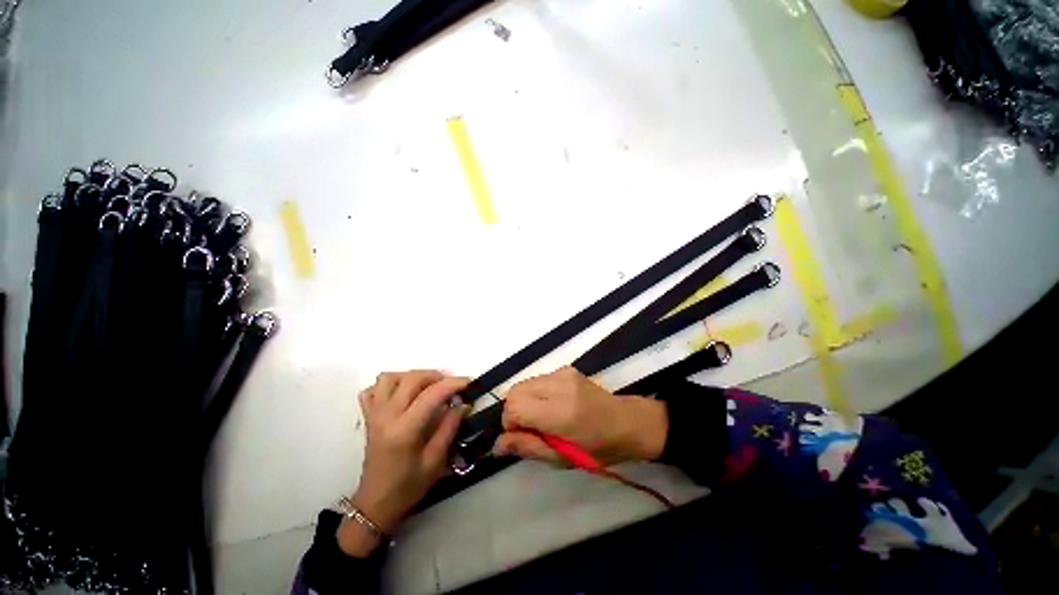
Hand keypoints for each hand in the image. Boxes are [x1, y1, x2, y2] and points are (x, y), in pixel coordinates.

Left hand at [340, 371, 467, 555]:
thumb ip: (450, 428)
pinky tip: (402, 394)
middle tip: (450, 386)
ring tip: (426, 387)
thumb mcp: (436, 461)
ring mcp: (374, 415)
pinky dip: (388, 385)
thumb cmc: (408, 486)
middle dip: (435, 376)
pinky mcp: (368, 417)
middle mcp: (387, 416)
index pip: (431, 394)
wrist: (376, 504)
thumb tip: (462, 404)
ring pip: (389, 378)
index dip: (453, 384)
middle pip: (411, 379)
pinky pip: (372, 390)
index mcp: (404, 430)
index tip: (469, 382)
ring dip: (411, 376)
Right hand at [494, 367, 667, 465]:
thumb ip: (528, 447)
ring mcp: (563, 373)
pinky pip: (537, 379)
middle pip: (514, 391)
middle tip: (529, 428)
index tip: (521, 436)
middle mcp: (559, 385)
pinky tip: (551, 405)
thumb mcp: (562, 458)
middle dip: (513, 411)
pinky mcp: (566, 368)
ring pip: (524, 383)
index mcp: (560, 412)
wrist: (626, 422)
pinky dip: (535, 393)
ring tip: (541, 417)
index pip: (514, 407)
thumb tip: (496, 444)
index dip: (509, 423)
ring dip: (523, 401)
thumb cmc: (597, 448)